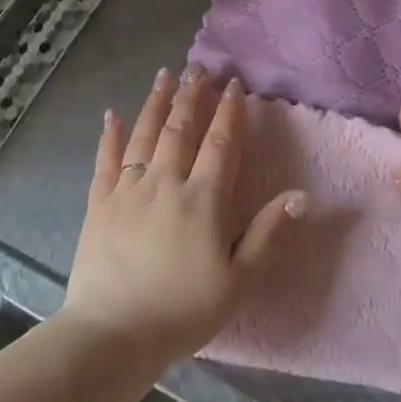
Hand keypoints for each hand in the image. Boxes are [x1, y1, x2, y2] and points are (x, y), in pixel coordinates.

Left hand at [63, 65, 304, 364]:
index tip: (233, 84)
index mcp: (203, 199)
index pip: (220, 143)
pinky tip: (111, 115)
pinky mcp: (99, 204)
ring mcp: (128, 190)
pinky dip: (109, 135)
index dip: (229, 111)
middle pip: (180, 129)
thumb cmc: (184, 310)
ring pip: (143, 135)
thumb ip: (268, 233)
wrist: (113, 333)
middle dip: (192, 96)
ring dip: (155, 103)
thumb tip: (301, 195)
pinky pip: (105, 161)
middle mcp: (165, 183)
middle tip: (198, 68)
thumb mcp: (239, 280)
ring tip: (164, 76)